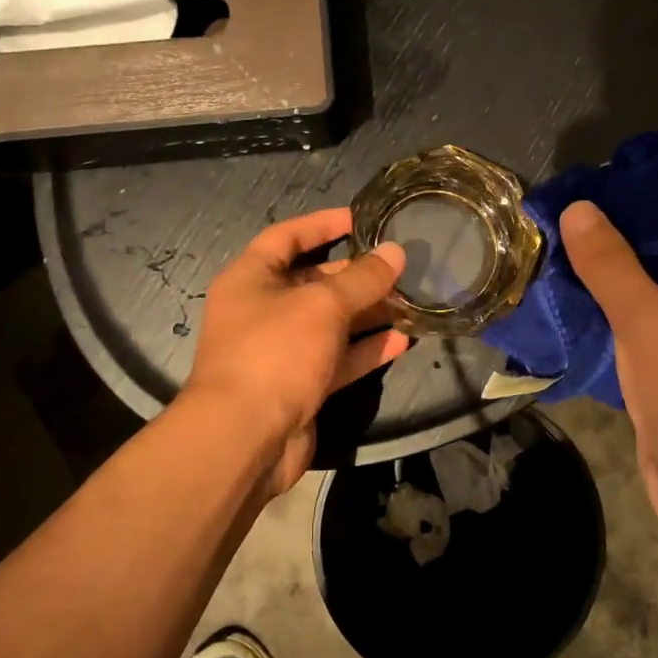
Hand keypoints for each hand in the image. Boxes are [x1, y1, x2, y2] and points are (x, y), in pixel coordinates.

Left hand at [182, 208, 408, 493]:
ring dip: (368, 313)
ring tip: (411, 300)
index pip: (287, 236)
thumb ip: (362, 279)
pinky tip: (403, 340)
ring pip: (332, 322)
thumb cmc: (275, 352)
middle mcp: (264, 310)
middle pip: (314, 281)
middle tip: (400, 266)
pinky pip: (338, 358)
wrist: (246, 439)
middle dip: (357, 274)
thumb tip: (397, 252)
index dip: (323, 224)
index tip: (362, 218)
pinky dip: (367, 350)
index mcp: (251, 278)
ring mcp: (282, 350)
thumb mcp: (322, 305)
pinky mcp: (301, 385)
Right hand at [559, 196, 657, 547]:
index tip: (595, 187)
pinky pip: (640, 332)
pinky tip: (569, 312)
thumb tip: (580, 208)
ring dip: (609, 280)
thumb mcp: (647, 319)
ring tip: (556, 260)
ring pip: (650, 295)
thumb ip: (611, 263)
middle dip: (617, 238)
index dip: (646, 196)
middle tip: (563, 224)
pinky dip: (609, 319)